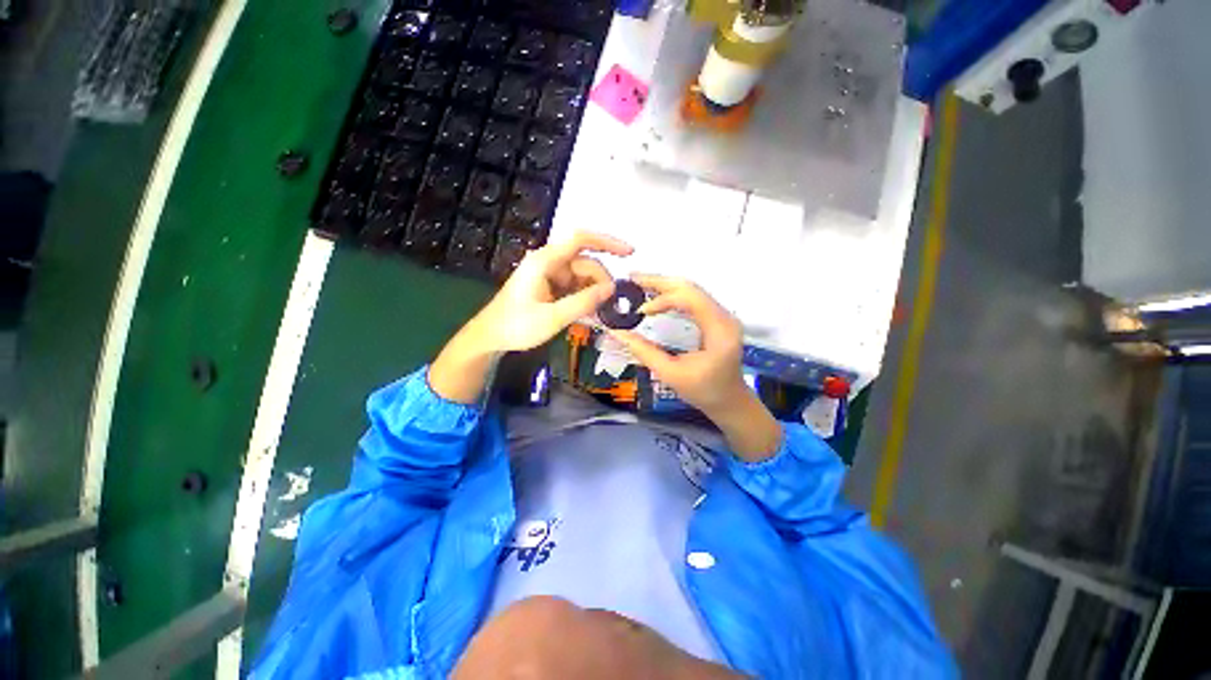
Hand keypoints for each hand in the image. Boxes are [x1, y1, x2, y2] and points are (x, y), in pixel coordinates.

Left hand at [430, 232, 631, 403]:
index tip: (629, 253)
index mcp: (545, 261)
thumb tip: (610, 289)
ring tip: (600, 313)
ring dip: (594, 293)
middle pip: (585, 263)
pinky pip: (575, 288)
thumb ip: (583, 302)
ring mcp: (550, 275)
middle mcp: (549, 263)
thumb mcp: (552, 317)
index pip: (580, 239)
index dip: (607, 242)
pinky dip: (585, 298)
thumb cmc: (516, 326)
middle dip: (601, 282)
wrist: (491, 337)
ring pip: (582, 277)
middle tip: (609, 304)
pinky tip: (591, 313)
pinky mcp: (550, 287)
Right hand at [608, 275, 781, 459]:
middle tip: (631, 279)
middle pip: (690, 287)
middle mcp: (724, 315)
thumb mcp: (671, 374)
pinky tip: (655, 296)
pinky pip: (693, 299)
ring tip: (638, 284)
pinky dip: (672, 295)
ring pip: (691, 290)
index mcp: (719, 329)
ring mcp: (722, 315)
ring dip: (664, 286)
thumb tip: (617, 332)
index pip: (689, 299)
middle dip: (659, 282)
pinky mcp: (716, 318)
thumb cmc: (704, 392)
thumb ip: (644, 351)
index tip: (640, 312)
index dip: (662, 300)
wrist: (730, 402)